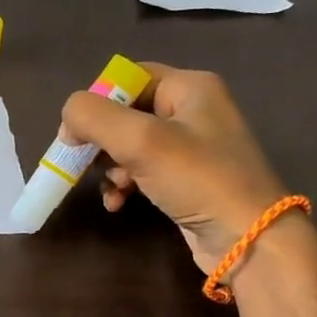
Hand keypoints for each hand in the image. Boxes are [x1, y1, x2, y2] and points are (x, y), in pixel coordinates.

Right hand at [61, 64, 289, 274]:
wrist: (248, 239)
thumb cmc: (197, 179)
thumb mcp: (140, 140)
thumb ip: (94, 118)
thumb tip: (67, 120)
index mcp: (190, 87)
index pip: (128, 77)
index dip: (97, 101)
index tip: (76, 133)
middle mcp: (193, 109)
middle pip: (125, 112)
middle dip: (101, 141)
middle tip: (84, 164)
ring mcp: (191, 146)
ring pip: (129, 145)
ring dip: (109, 167)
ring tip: (112, 189)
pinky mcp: (186, 178)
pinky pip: (142, 171)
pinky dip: (124, 184)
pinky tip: (118, 203)